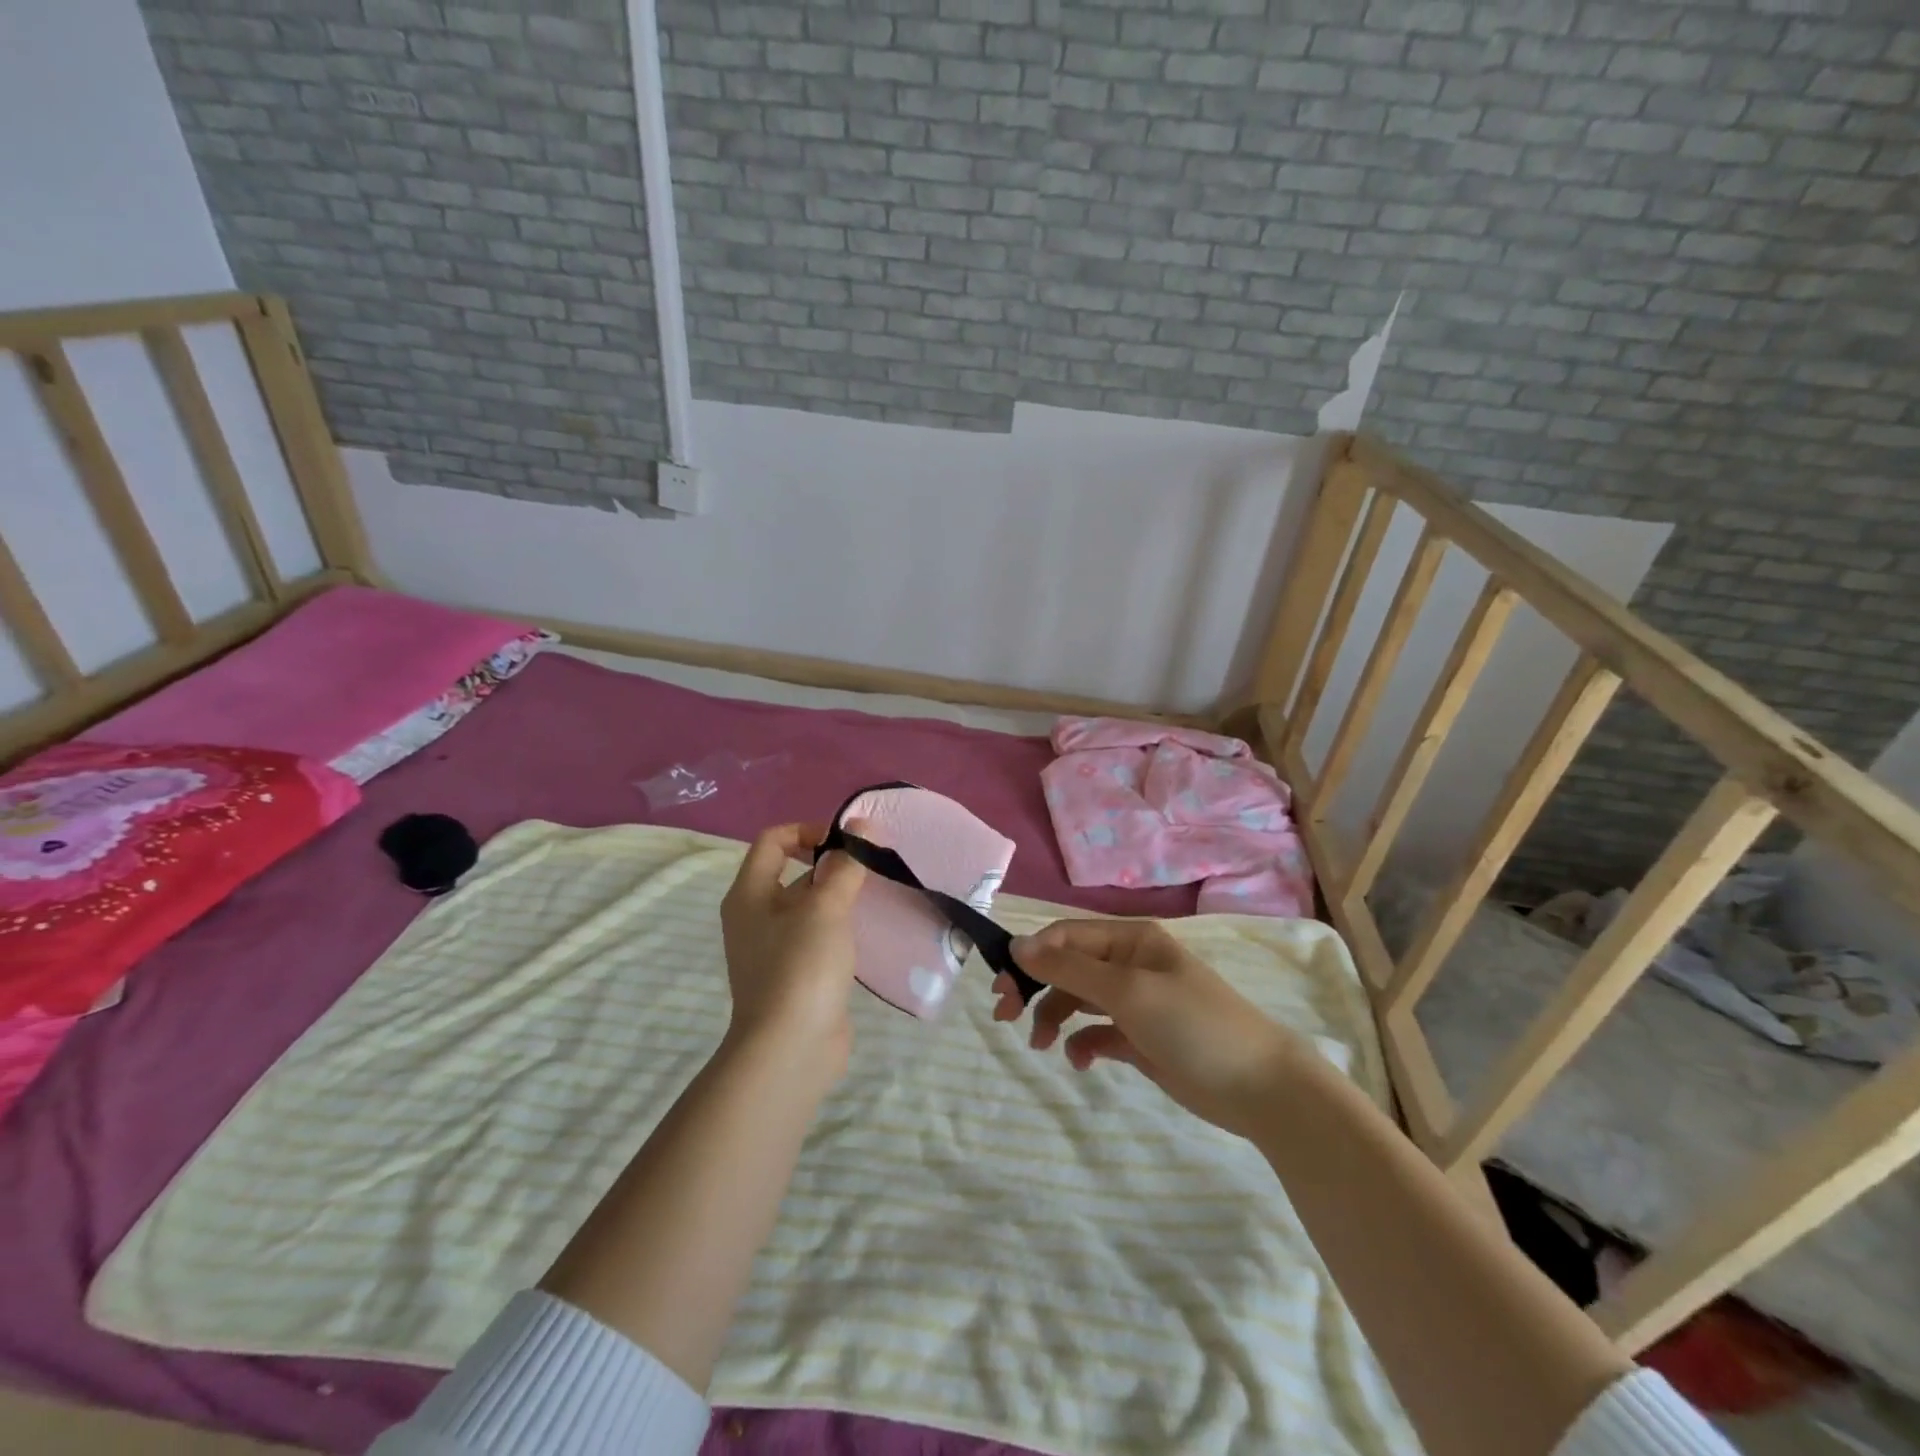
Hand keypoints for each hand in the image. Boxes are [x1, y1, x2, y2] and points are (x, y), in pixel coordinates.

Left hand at [719, 822, 867, 1074]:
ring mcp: (773, 949)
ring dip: (839, 897)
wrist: (790, 1050)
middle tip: (870, 868)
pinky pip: (817, 937)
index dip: (809, 830)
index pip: (773, 840)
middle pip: (792, 872)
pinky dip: (840, 928)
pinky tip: (868, 932)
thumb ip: (846, 865)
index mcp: (749, 894)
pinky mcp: (795, 975)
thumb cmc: (801, 966)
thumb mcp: (826, 907)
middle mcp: (755, 917)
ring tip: (876, 896)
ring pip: (808, 907)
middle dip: (831, 865)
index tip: (847, 844)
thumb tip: (863, 829)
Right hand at [994, 920, 1307, 1137]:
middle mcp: (1129, 964)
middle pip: (1067, 967)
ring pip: (1077, 1000)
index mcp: (1130, 940)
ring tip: (1041, 1044)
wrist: (1259, 1086)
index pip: (1066, 936)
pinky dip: (1082, 1043)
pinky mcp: (1140, 1038)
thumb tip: (1018, 944)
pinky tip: (1081, 1061)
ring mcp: (1136, 1003)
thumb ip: (1070, 968)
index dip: (1031, 955)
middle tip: (1005, 1014)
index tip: (1002, 986)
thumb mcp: (1127, 991)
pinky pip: (1097, 1032)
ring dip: (1053, 1016)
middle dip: (1036, 986)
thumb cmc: (1192, 1024)